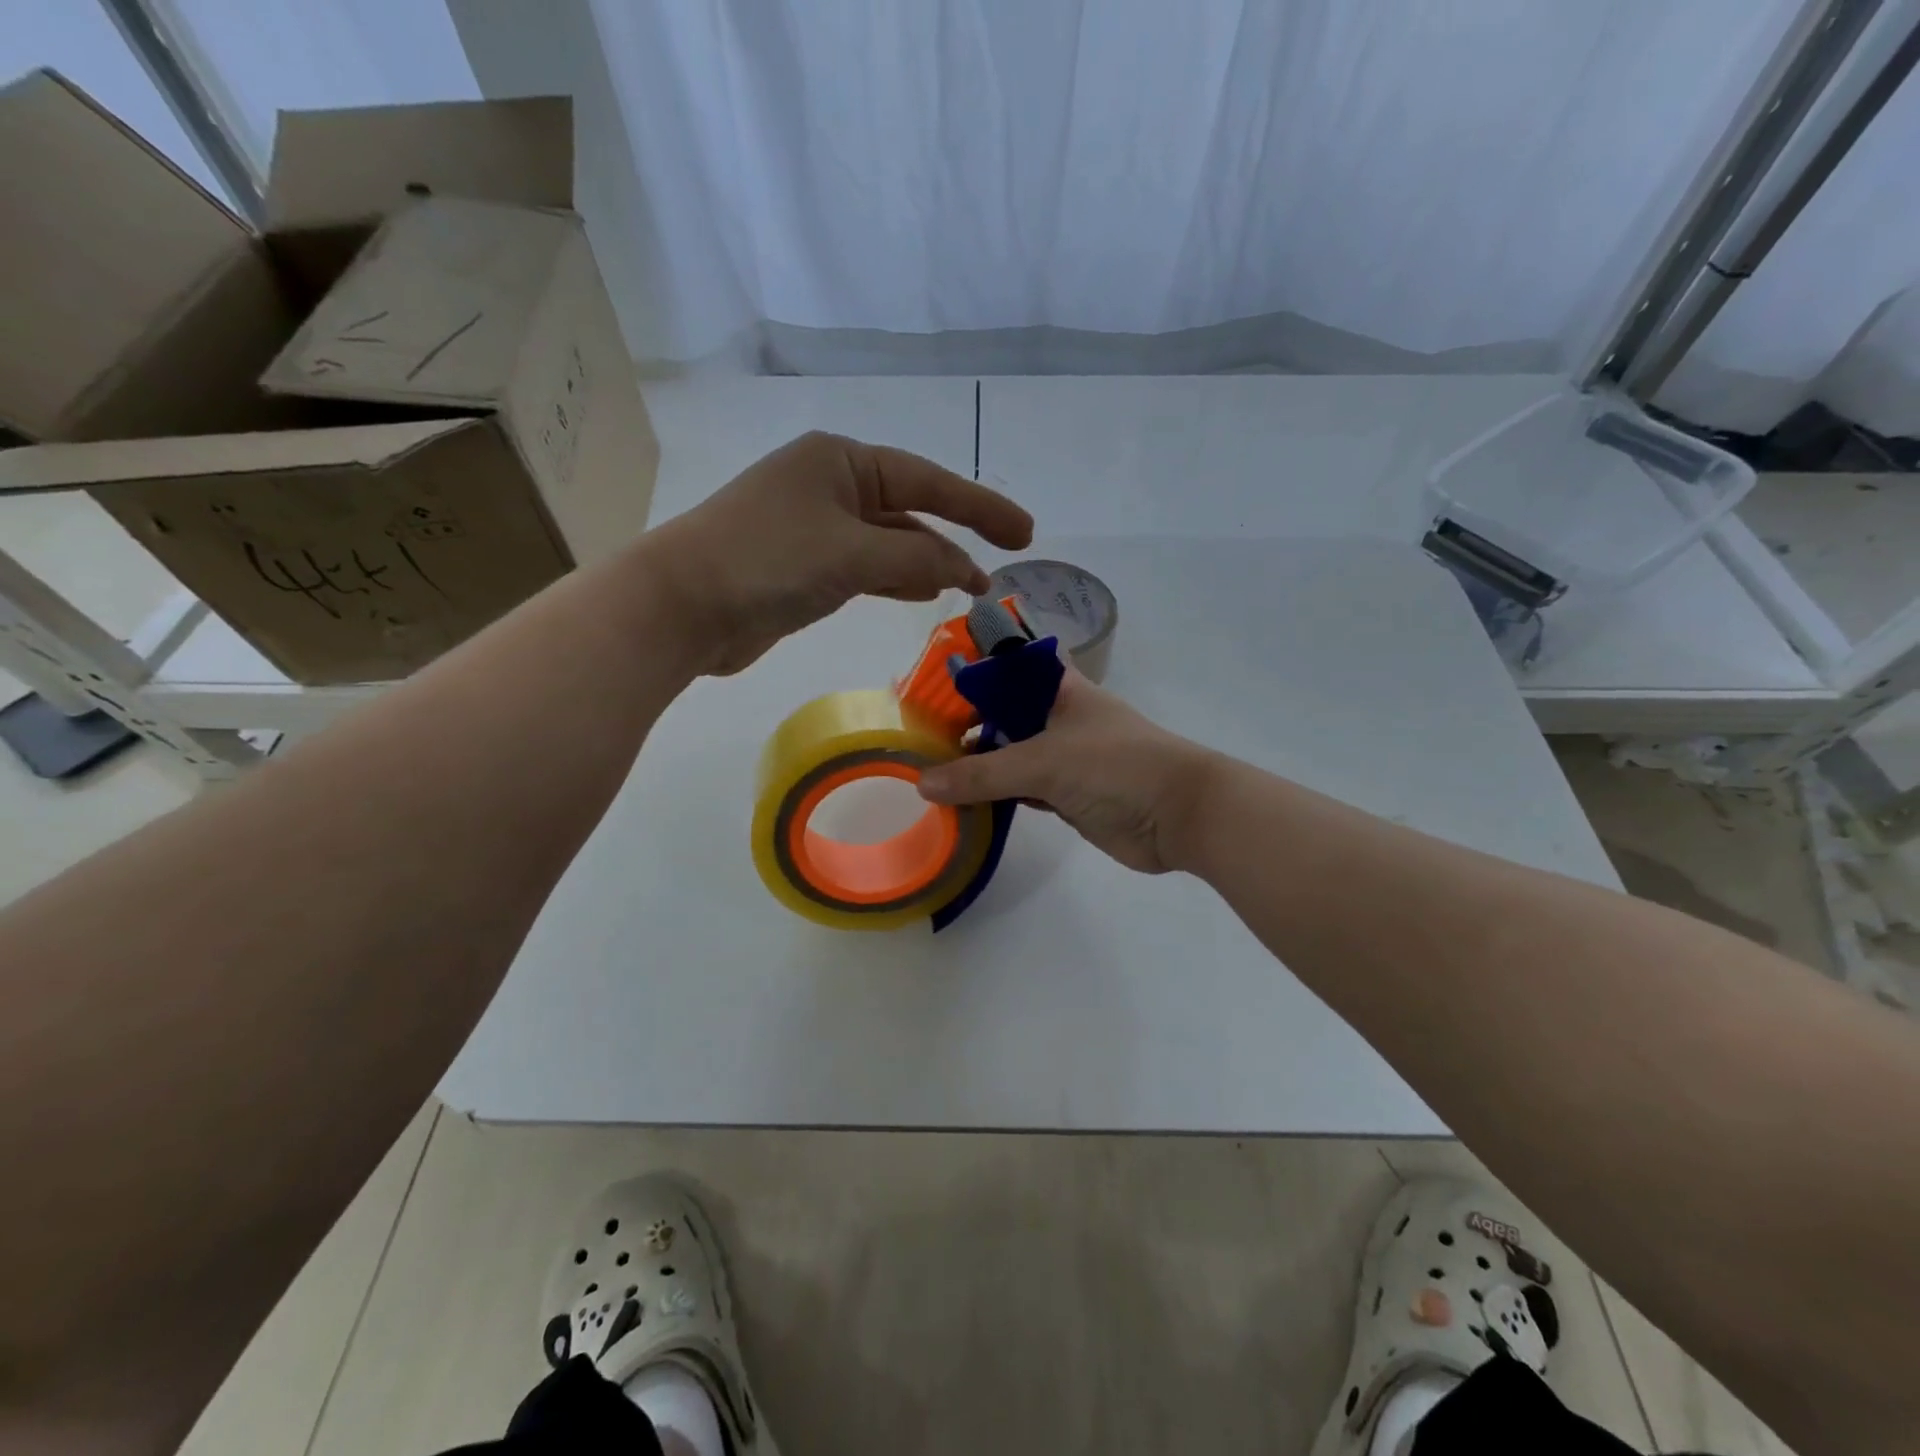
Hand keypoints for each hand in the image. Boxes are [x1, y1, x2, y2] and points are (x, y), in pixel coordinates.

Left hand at [648, 432, 1033, 674]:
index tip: (1023, 534)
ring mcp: (815, 527)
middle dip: (956, 538)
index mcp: (841, 461)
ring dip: (928, 562)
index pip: (928, 480)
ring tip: (969, 586)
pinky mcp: (804, 566)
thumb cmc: (767, 561)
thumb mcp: (852, 553)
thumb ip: (916, 557)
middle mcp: (830, 486)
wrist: (683, 607)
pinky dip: (896, 578)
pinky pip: (866, 567)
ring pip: (889, 541)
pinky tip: (923, 592)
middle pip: (910, 509)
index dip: (981, 507)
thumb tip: (961, 568)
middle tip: (1000, 568)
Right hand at [916, 667, 1216, 873]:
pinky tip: (961, 803)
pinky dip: (994, 796)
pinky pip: (1020, 790)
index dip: (969, 673)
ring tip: (927, 772)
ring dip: (977, 765)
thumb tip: (922, 783)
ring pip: (1009, 756)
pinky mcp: (1066, 796)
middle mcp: (1058, 718)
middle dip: (964, 726)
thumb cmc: (1115, 766)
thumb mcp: (1043, 762)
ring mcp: (1063, 758)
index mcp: (1058, 689)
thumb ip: (981, 773)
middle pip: (1002, 715)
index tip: (926, 687)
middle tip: (916, 739)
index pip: (1005, 669)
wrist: (1179, 815)